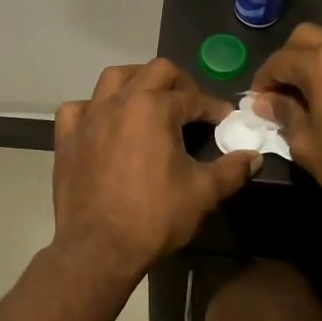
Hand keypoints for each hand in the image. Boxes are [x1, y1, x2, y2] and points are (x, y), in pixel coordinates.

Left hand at [51, 60, 259, 279]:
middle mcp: (120, 101)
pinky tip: (103, 123)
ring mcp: (89, 117)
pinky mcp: (66, 138)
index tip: (225, 121)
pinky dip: (93, 109)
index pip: (193, 97)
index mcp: (154, 108)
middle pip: (155, 71)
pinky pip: (77, 108)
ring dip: (137, 82)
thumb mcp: (203, 193)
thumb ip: (232, 170)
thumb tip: (254, 156)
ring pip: (113, 78)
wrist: (99, 249)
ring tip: (150, 101)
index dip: (213, 108)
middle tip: (191, 106)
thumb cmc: (155, 217)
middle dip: (180, 83)